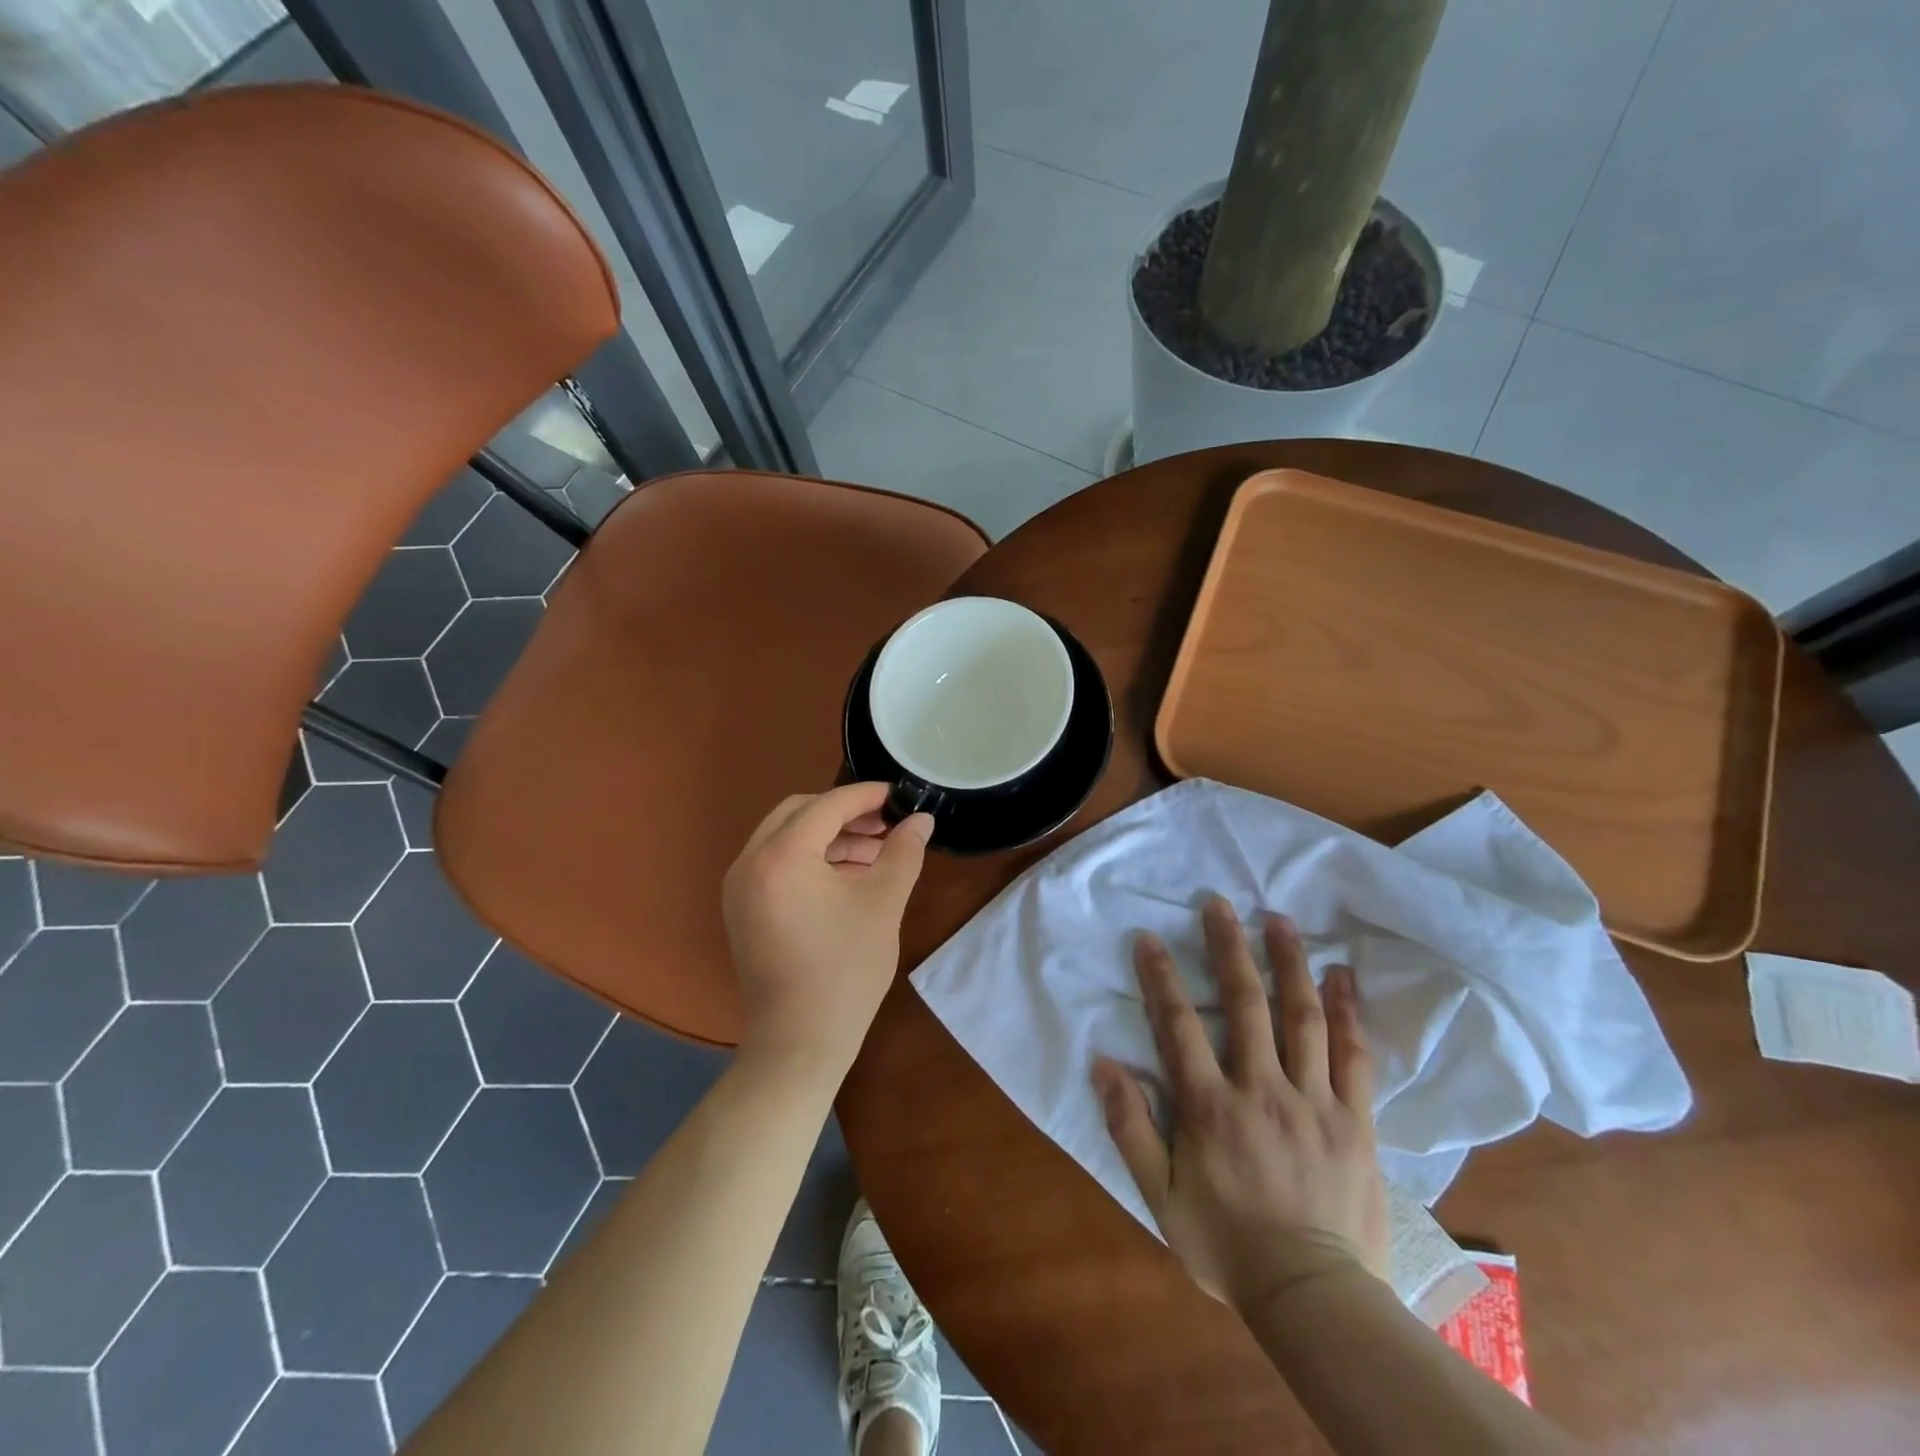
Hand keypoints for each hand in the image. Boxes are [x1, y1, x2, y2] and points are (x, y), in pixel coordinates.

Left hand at [722, 783, 933, 1074]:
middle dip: (844, 813)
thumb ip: (903, 853)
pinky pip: (776, 863)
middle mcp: (750, 861)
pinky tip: (847, 876)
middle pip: (799, 813)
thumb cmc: (845, 971)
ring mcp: (739, 886)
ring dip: (829, 836)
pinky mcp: (741, 908)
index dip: (866, 796)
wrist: (798, 1043)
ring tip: (875, 853)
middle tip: (885, 825)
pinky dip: (810, 859)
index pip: (827, 805)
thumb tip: (922, 820)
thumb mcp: (882, 905)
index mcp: (781, 855)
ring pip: (786, 837)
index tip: (898, 795)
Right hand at [1092, 897, 1386, 1313]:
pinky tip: (1341, 976)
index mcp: (1210, 1107)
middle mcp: (1261, 1089)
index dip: (1161, 977)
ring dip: (1289, 962)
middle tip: (1219, 903)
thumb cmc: (1227, 1245)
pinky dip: (1347, 1012)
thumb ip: (1130, 1128)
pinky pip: (1354, 1056)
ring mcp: (1314, 1101)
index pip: (1179, 1025)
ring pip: (1301, 1017)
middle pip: (1245, 1003)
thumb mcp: (1159, 1196)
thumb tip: (1104, 1065)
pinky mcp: (1355, 1120)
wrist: (1313, 1299)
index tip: (1149, 936)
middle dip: (1229, 947)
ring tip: (1279, 919)